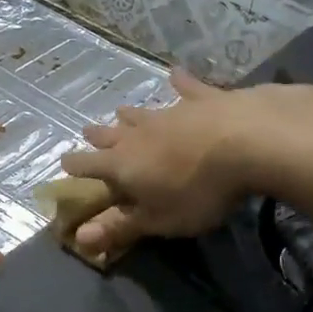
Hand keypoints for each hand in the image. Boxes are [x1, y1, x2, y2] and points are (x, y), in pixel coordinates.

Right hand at [61, 71, 285, 258]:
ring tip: (121, 112)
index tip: (64, 163)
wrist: (248, 142)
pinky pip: (186, 88)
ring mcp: (171, 112)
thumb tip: (78, 238)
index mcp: (123, 165)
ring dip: (130, 115)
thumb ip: (119, 227)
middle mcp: (139, 134)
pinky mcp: (203, 98)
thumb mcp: (159, 220)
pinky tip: (175, 73)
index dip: (75, 166)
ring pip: (142, 112)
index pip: (88, 165)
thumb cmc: (199, 191)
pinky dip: (179, 82)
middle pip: (111, 134)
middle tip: (88, 131)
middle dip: (98, 136)